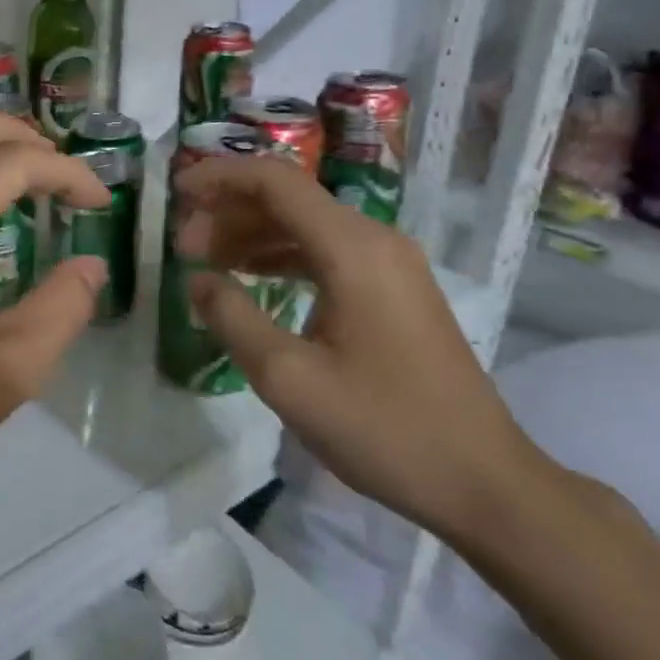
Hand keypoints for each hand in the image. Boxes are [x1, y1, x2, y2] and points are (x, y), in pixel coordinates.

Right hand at [174, 154, 543, 540]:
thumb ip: (232, 318)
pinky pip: (326, 252)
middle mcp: (374, 240)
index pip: (275, 181)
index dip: (220, 178)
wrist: (483, 481)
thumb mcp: (288, 378)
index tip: (176, 195)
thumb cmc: (384, 428)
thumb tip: (196, 279)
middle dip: (229, 211)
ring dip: (252, 234)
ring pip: (306, 225)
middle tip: (183, 245)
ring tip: (205, 262)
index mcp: (352, 248)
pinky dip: (281, 256)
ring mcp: (390, 264)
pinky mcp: (394, 290)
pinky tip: (250, 279)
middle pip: (289, 198)